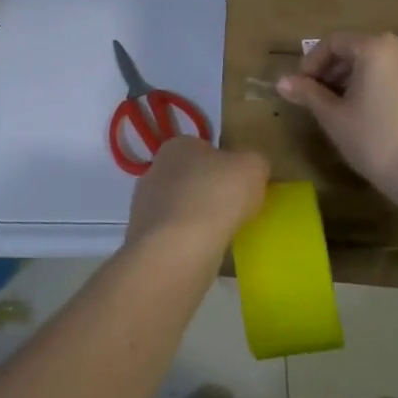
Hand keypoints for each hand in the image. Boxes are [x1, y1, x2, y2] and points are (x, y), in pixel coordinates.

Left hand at [125, 136, 269, 254]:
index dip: (226, 166)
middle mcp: (155, 170)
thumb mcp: (254, 166)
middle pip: (191, 179)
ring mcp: (143, 205)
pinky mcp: (143, 237)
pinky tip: (203, 252)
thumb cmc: (217, 196)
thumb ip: (254, 162)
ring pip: (180, 209)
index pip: (205, 149)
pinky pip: (173, 235)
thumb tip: (249, 170)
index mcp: (177, 145)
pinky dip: (187, 242)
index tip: (241, 185)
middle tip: (233, 210)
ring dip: (197, 219)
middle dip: (209, 193)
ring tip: (221, 235)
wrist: (178, 249)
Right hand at [277, 32, 397, 195]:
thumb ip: (308, 93)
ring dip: (361, 77)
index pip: (335, 43)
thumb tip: (282, 81)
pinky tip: (380, 115)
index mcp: (376, 48)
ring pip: (385, 63)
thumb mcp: (333, 116)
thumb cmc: (373, 140)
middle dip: (337, 70)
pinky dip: (387, 87)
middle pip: (361, 49)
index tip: (301, 86)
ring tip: (348, 106)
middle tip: (320, 97)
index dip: (312, 63)